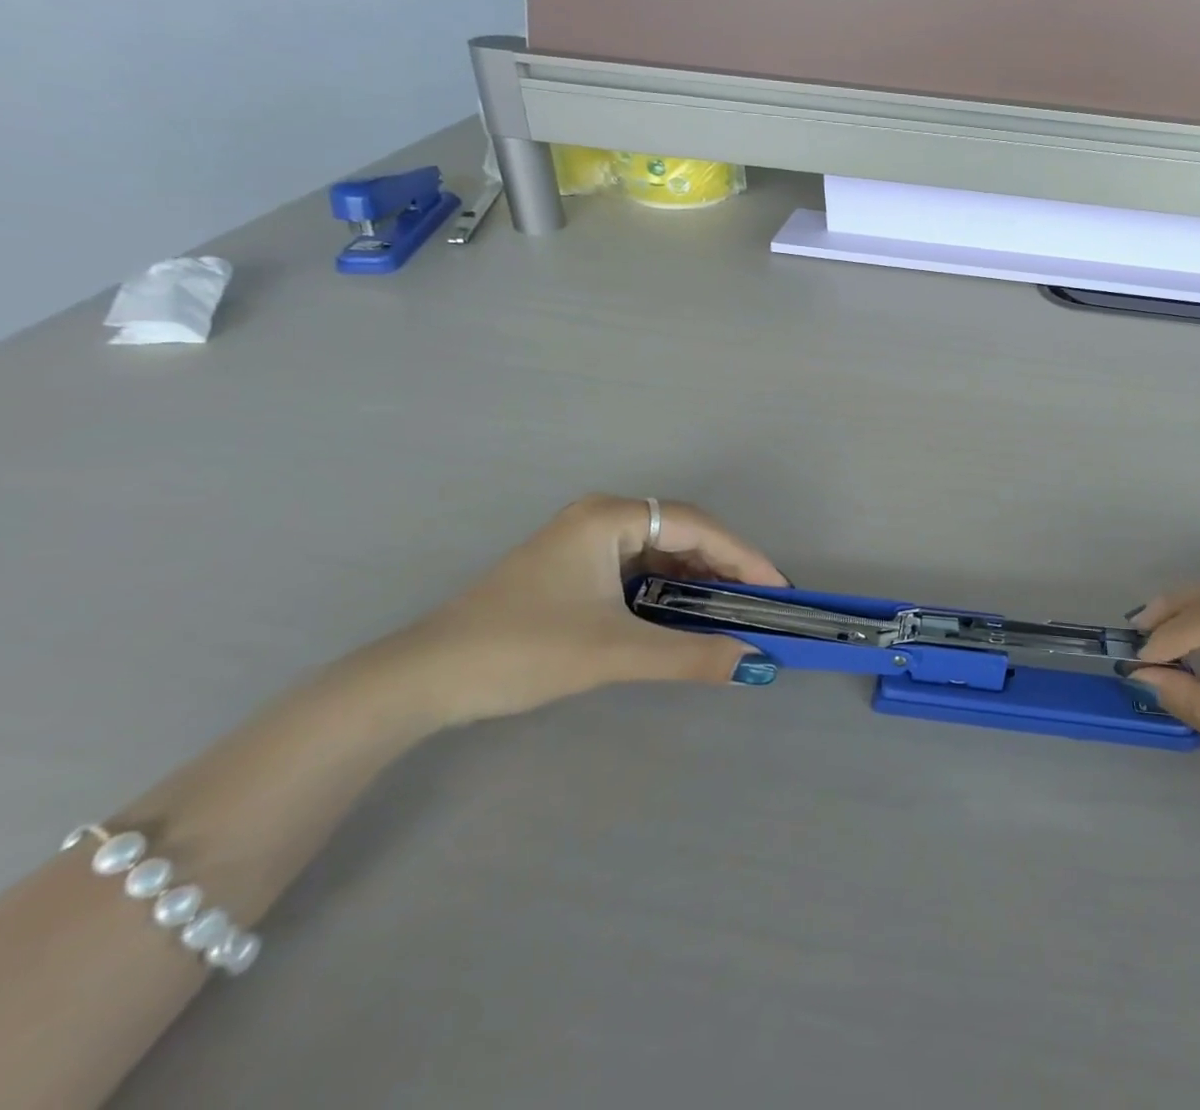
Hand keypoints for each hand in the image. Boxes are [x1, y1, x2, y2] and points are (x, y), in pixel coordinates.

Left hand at [375, 495, 788, 726]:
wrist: (423, 680)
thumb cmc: (522, 650)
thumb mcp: (614, 652)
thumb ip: (690, 655)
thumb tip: (755, 664)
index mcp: (609, 518)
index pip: (696, 526)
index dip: (742, 555)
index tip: (776, 587)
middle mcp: (600, 518)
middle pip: (681, 533)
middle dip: (723, 567)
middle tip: (759, 602)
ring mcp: (583, 542)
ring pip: (660, 552)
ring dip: (696, 580)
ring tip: (730, 611)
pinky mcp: (572, 569)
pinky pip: (637, 569)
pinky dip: (667, 590)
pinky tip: (682, 615)